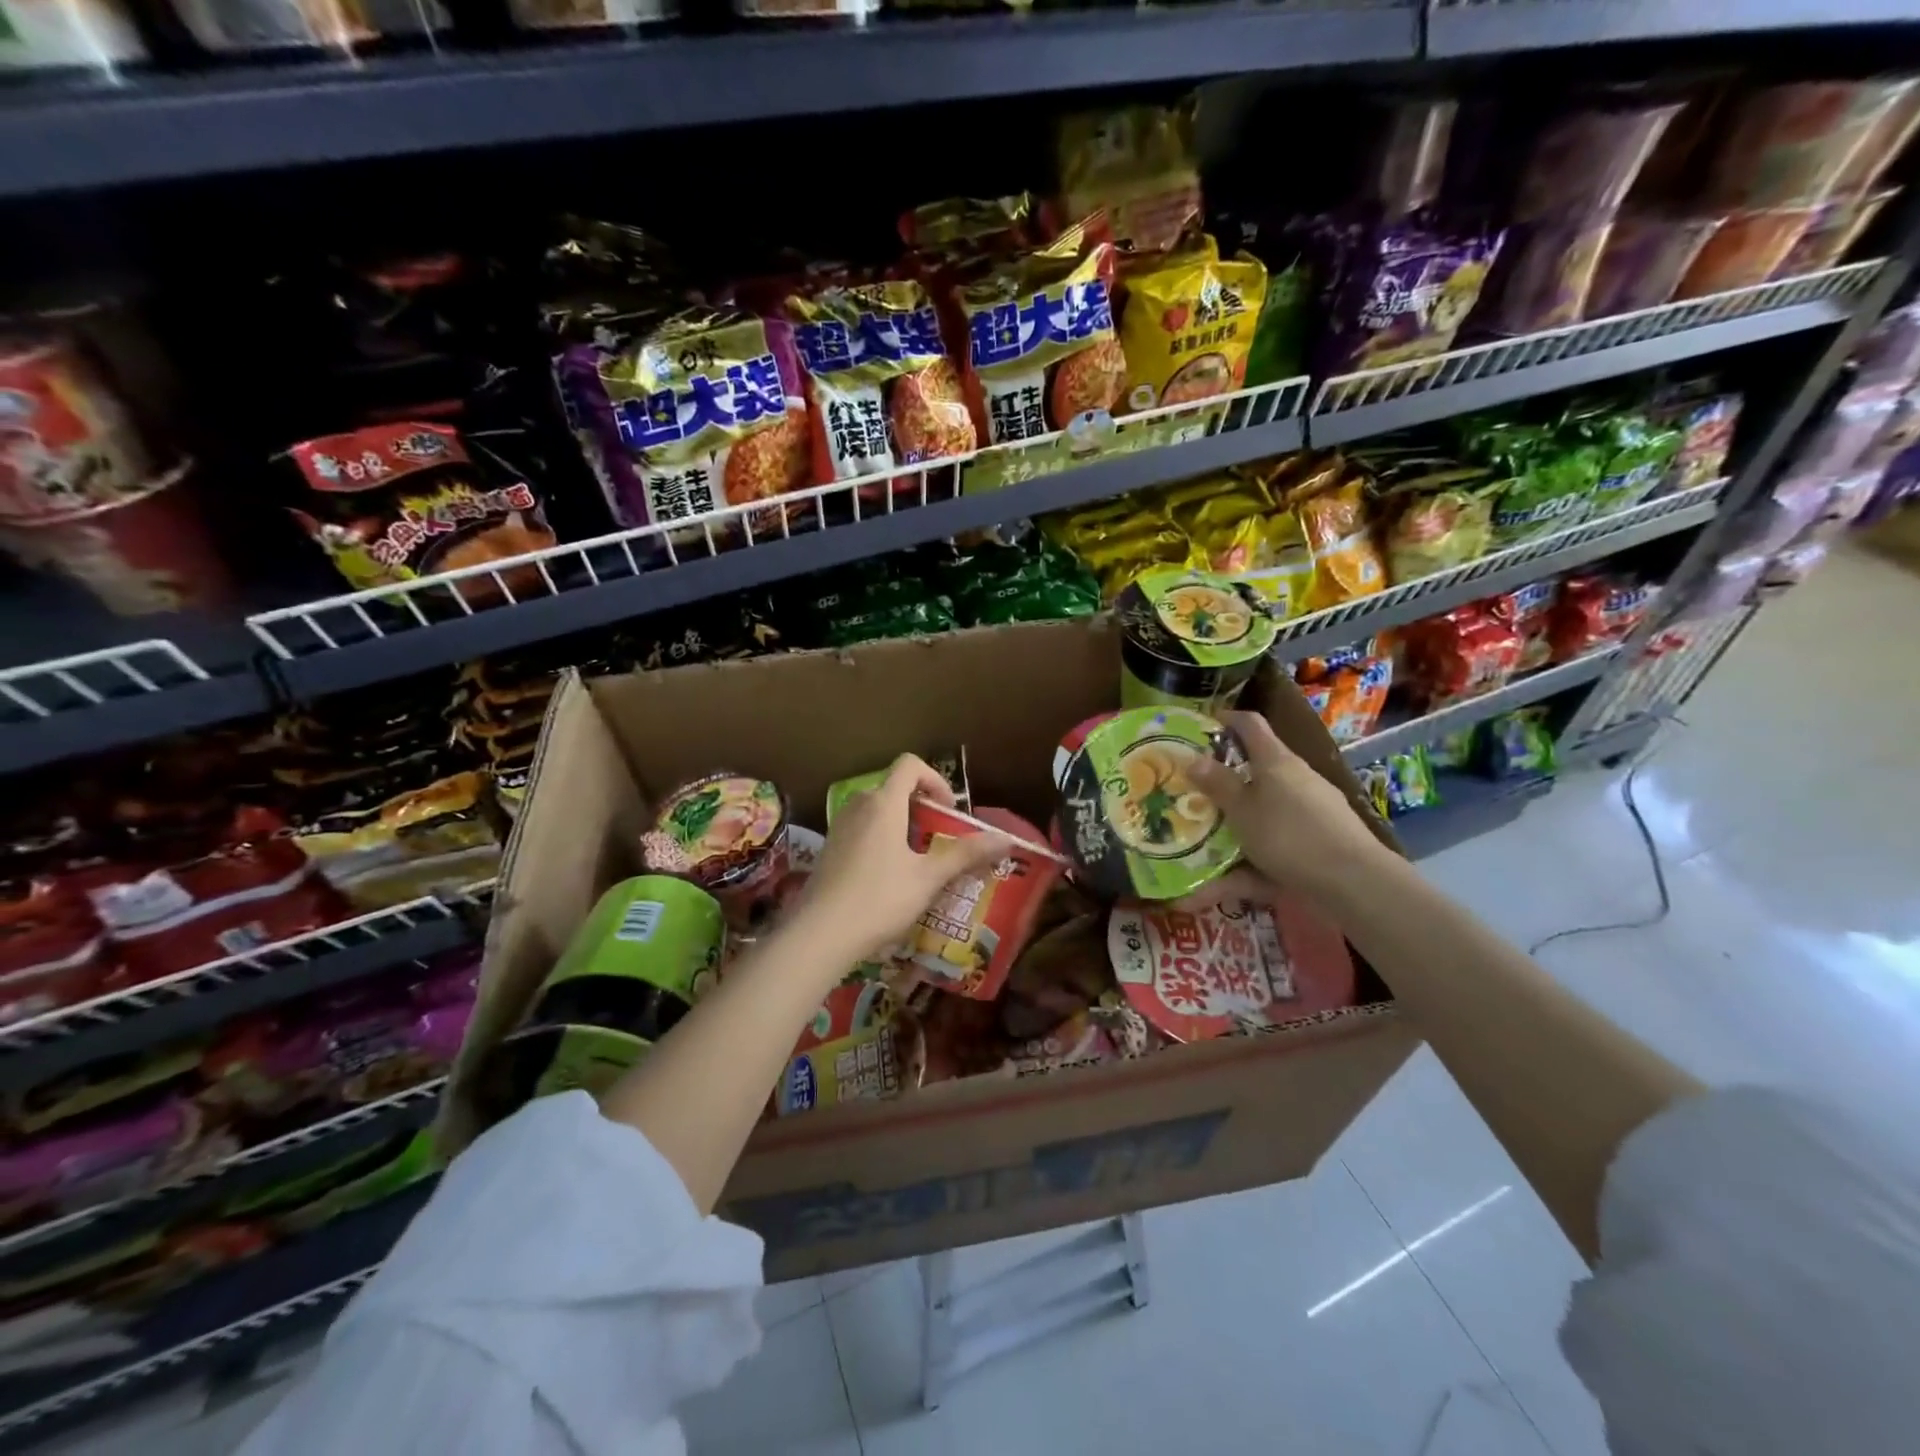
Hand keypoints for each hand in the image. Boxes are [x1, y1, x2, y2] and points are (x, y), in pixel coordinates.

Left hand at [791, 754, 1009, 961]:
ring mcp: (840, 827)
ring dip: (901, 824)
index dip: (935, 780)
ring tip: (918, 860)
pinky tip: (889, 877)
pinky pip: (862, 829)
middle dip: (921, 807)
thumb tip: (1006, 839)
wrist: (820, 934)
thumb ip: (966, 854)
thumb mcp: (928, 877)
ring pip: (877, 810)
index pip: (910, 764)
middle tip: (939, 839)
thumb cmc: (880, 899)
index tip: (948, 812)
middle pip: (894, 788)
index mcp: (884, 803)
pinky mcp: (830, 849)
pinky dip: (881, 839)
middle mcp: (859, 806)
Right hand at [1187, 710, 1391, 902]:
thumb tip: (1193, 758)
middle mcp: (1296, 777)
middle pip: (1258, 768)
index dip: (1226, 720)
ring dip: (1238, 819)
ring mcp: (1313, 807)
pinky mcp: (1321, 837)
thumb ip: (1218, 784)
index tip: (1202, 726)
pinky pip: (1277, 840)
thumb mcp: (1242, 810)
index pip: (1250, 724)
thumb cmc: (1288, 835)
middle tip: (1196, 791)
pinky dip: (1251, 860)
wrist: (1353, 881)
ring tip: (1206, 841)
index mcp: (1276, 761)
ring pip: (1266, 807)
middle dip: (1227, 778)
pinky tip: (1226, 885)